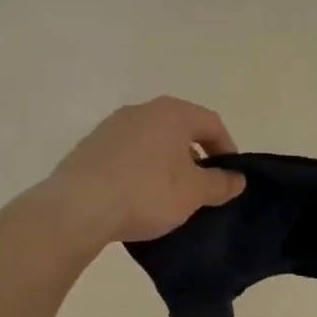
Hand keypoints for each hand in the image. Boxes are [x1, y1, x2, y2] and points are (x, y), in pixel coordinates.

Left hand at [45, 97, 245, 246]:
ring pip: (152, 141)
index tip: (230, 177)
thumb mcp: (193, 193)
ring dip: (167, 163)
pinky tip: (138, 196)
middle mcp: (141, 110)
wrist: (78, 207)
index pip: (211, 123)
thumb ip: (220, 184)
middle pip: (180, 128)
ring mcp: (112, 126)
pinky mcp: (90, 146)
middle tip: (202, 187)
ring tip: (170, 195)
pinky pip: (128, 154)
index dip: (227, 148)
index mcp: (172, 113)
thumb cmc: (146, 193)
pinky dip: (141, 169)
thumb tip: (238, 178)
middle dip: (195, 156)